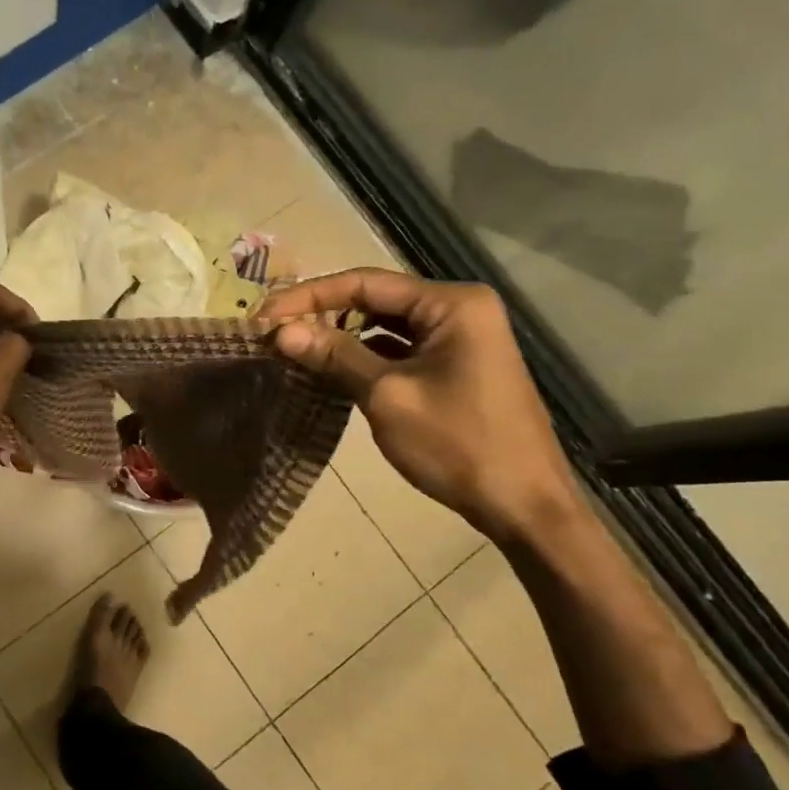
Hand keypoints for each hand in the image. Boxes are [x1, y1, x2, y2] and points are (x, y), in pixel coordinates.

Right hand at [257, 268, 581, 543]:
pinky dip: (365, 355)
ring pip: (386, 324)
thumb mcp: (387, 396)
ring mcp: (461, 338)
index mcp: (451, 303)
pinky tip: (330, 368)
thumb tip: (281, 331)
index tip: (264, 315)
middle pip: (375, 298)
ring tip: (293, 347)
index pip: (365, 282)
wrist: (525, 507)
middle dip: (322, 313)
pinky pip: (400, 348)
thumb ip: (334, 355)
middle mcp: (459, 309)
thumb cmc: (458, 444)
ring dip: (341, 335)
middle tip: (273, 331)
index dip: (309, 296)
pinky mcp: (457, 366)